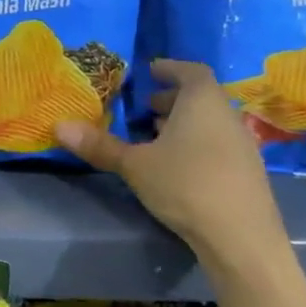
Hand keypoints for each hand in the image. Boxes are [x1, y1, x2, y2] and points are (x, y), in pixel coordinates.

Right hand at [55, 58, 288, 272]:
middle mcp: (227, 116)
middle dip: (171, 99)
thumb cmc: (185, 184)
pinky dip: (196, 144)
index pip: (191, 70)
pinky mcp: (246, 173)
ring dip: (183, 124)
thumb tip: (59, 126)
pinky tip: (175, 166)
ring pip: (209, 123)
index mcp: (203, 102)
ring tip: (154, 136)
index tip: (150, 70)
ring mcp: (242, 145)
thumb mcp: (134, 164)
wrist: (241, 238)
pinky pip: (217, 145)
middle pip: (200, 97)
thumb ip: (100, 145)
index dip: (170, 68)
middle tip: (143, 107)